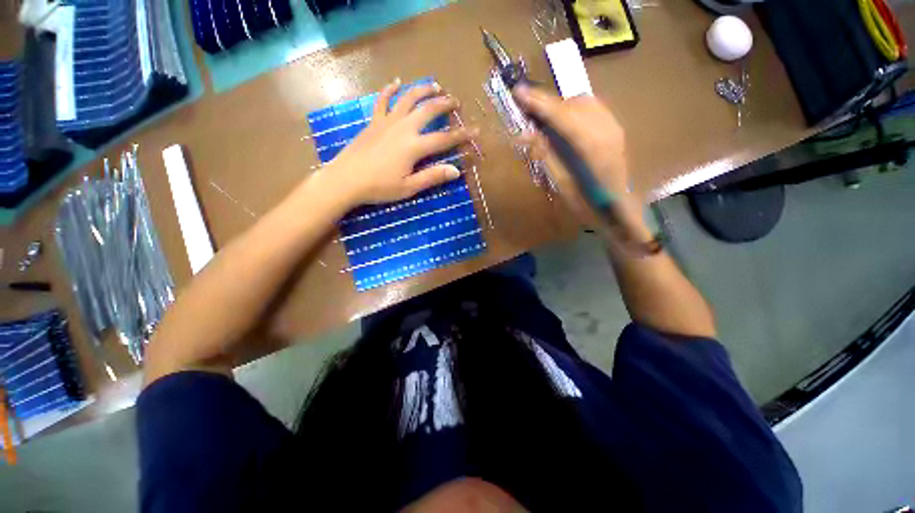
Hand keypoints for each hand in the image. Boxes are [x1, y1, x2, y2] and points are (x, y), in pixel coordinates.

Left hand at [316, 79, 476, 207]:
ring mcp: (387, 122)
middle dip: (444, 104)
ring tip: (435, 86)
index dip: (462, 135)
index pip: (444, 139)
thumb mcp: (409, 187)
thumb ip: (432, 177)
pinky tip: (396, 81)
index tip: (476, 131)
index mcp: (414, 146)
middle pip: (428, 110)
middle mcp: (403, 128)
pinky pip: (382, 100)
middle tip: (456, 102)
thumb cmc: (380, 187)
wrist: (346, 179)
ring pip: (408, 99)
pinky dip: (390, 89)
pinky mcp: (374, 122)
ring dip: (423, 90)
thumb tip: (456, 171)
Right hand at [513, 85, 650, 241]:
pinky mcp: (616, 130)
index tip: (519, 92)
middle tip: (526, 108)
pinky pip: (593, 109)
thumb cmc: (590, 206)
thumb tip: (526, 135)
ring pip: (584, 102)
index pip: (562, 115)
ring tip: (543, 116)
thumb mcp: (563, 185)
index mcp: (592, 147)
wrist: (622, 213)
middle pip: (573, 103)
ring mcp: (615, 128)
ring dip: (561, 105)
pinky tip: (564, 122)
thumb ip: (547, 156)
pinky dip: (574, 110)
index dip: (539, 103)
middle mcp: (607, 129)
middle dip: (548, 102)